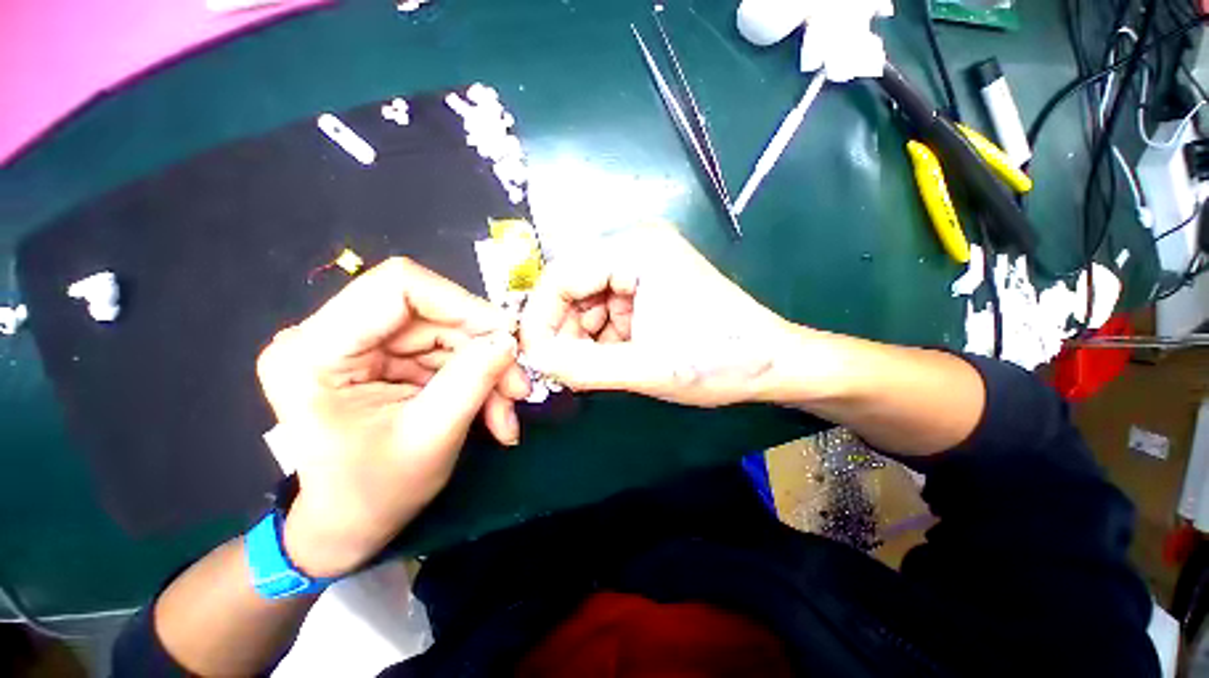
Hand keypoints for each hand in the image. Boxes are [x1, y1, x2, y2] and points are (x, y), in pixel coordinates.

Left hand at [255, 258, 529, 577]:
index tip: (506, 335)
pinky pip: (447, 354)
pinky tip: (495, 413)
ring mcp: (362, 346)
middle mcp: (332, 337)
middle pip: (433, 314)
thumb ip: (473, 379)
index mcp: (316, 352)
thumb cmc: (374, 495)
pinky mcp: (386, 359)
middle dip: (484, 349)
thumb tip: (510, 338)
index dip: (462, 303)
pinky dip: (478, 379)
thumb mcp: (431, 437)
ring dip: (487, 370)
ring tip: (507, 412)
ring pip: (448, 335)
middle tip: (519, 387)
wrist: (350, 526)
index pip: (398, 286)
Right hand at [520, 225, 795, 406]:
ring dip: (581, 338)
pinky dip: (600, 338)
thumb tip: (533, 361)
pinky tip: (610, 360)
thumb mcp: (645, 367)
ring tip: (589, 371)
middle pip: (573, 288)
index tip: (532, 358)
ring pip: (587, 303)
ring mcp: (642, 268)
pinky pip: (606, 312)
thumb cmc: (717, 361)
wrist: (771, 363)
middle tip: (560, 372)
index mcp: (637, 250)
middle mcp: (635, 248)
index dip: (539, 318)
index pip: (562, 275)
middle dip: (563, 332)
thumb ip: (582, 366)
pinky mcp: (648, 288)